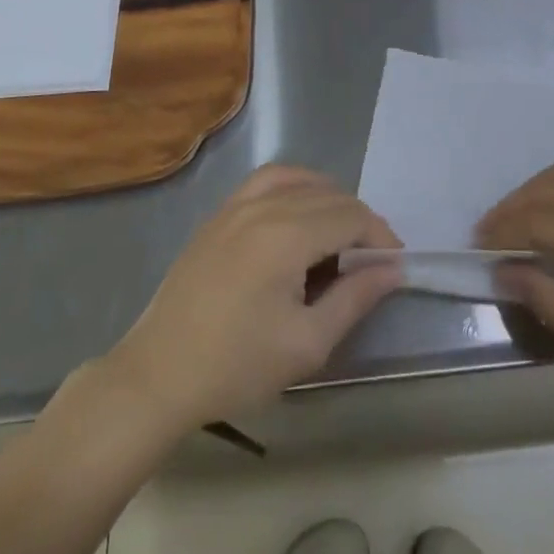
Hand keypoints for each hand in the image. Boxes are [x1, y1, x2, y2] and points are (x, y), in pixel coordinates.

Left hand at [101, 165, 402, 432]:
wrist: (160, 373)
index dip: (380, 236)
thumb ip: (354, 298)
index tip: (393, 266)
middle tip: (370, 261)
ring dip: (328, 199)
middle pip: (329, 195)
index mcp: (287, 235)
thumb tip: (392, 269)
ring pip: (299, 180)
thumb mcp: (307, 343)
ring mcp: (236, 205)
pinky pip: (266, 181)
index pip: (351, 216)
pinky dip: (293, 187)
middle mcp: (264, 206)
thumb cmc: (237, 365)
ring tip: (339, 234)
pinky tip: (297, 215)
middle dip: (359, 221)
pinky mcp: (219, 214)